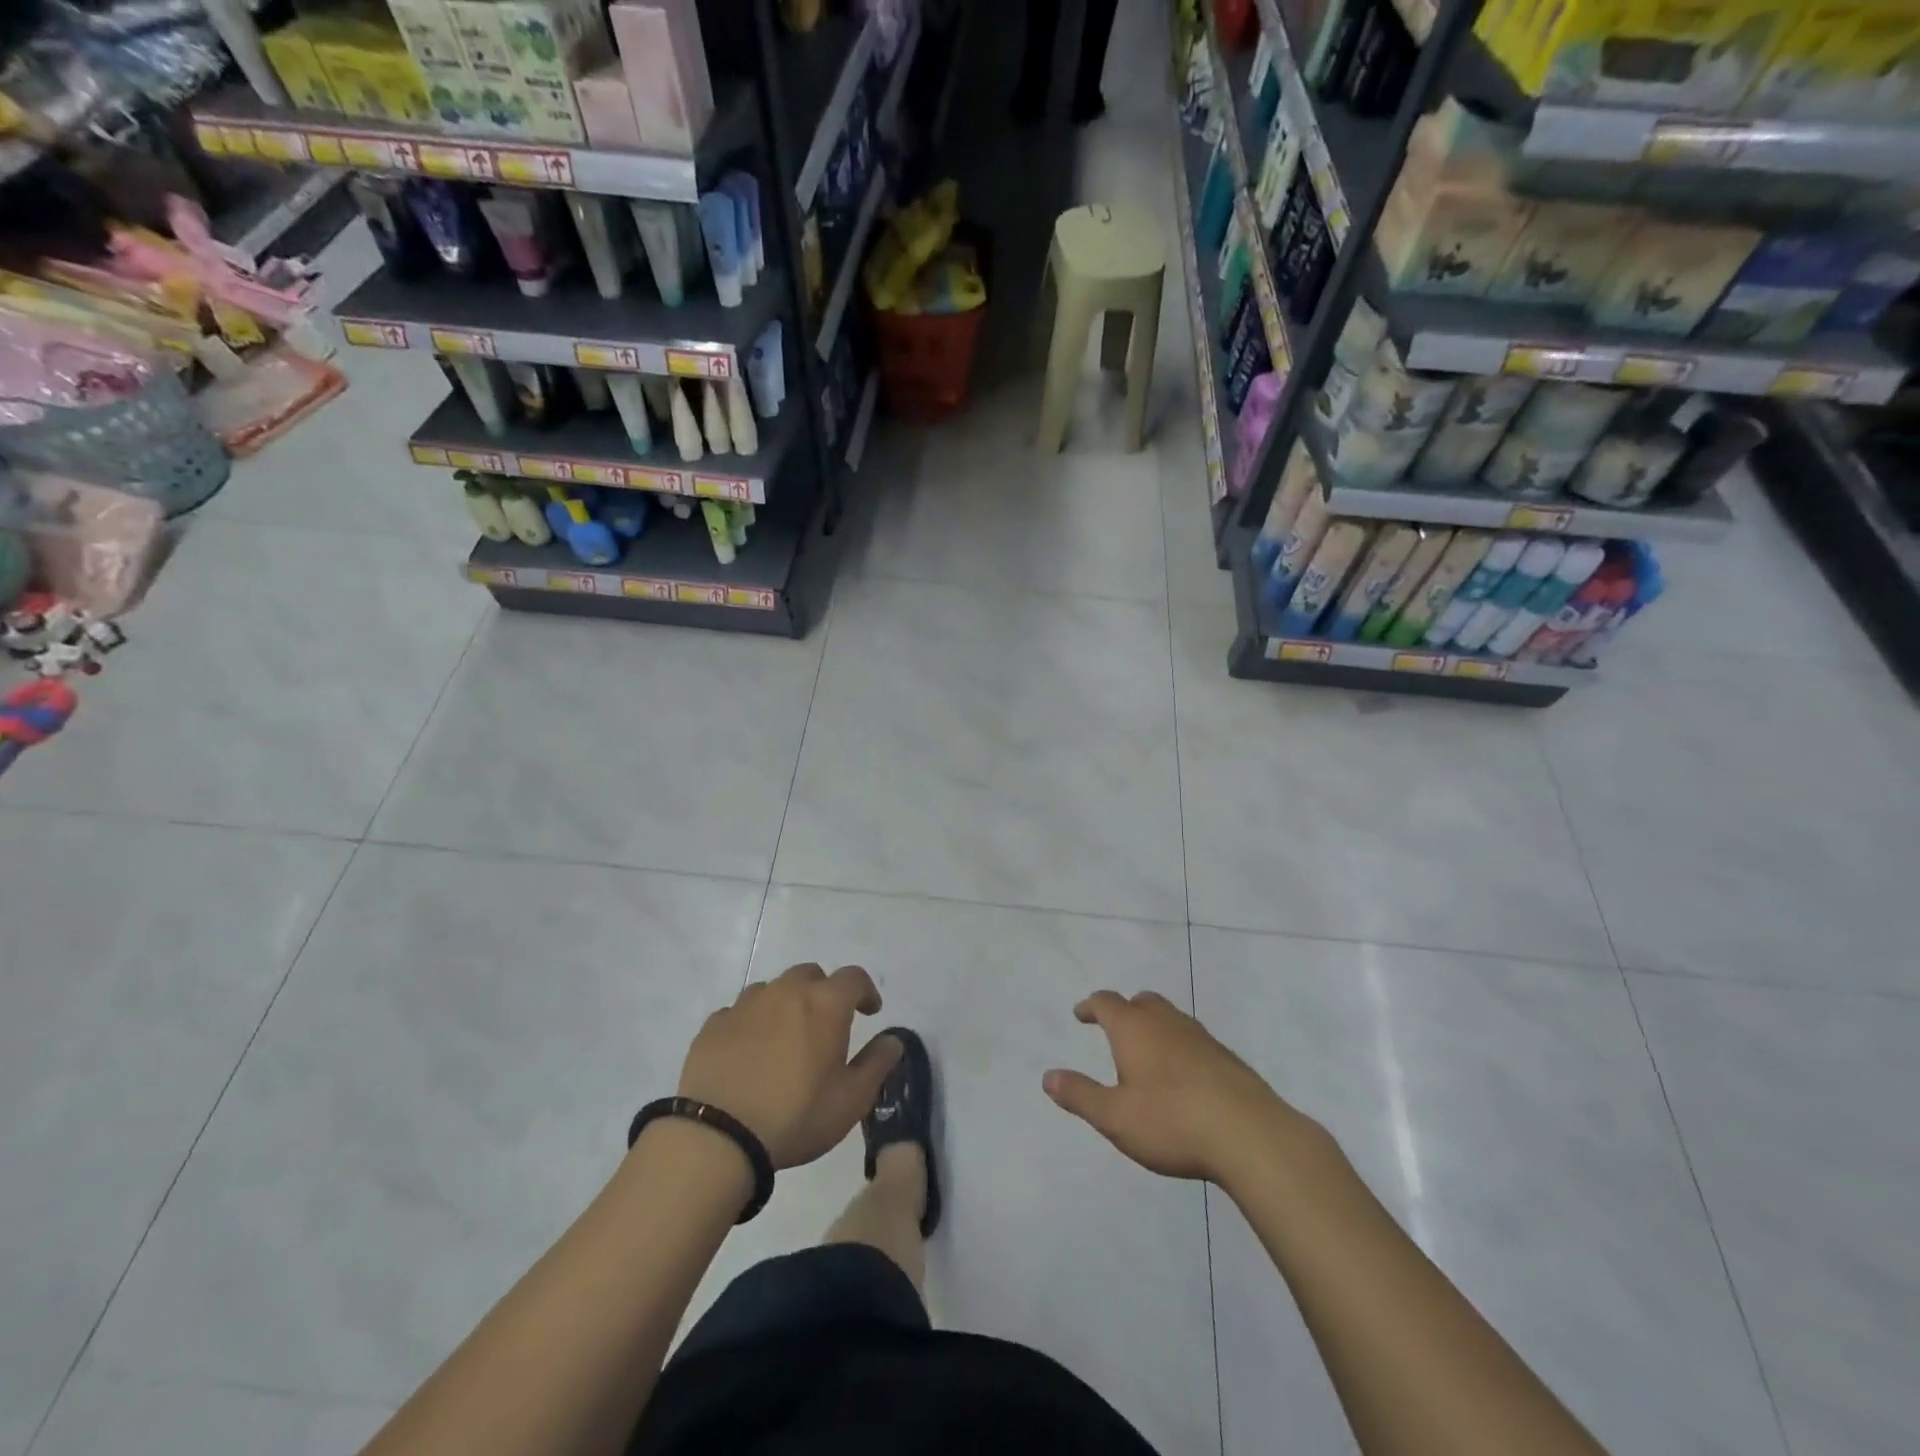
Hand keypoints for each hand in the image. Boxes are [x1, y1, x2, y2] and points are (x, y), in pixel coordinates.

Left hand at [676, 963, 900, 1168]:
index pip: (854, 978)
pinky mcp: (714, 1024)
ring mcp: (746, 1004)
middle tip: (826, 1025)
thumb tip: (893, 1040)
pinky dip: (751, 1023)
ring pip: (773, 989)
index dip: (866, 991)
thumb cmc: (796, 1116)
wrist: (718, 1137)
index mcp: (825, 1003)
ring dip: (785, 1005)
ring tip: (785, 1039)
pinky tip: (749, 1053)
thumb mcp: (851, 1100)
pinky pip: (740, 1012)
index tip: (869, 1012)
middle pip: (810, 975)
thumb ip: (877, 1064)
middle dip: (823, 992)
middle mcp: (786, 992)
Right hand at [1044, 991, 1308, 1183]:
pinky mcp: (1227, 1058)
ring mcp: (1201, 1038)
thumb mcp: (1115, 1117)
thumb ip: (1080, 1095)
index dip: (1091, 1006)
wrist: (1250, 1135)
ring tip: (1147, 1052)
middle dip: (1125, 1010)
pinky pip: (1194, 1040)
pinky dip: (1180, 1046)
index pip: (1106, 1002)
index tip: (1081, 1014)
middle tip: (1114, 1027)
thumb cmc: (1172, 1122)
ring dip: (1155, 1026)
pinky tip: (1183, 1075)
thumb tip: (1047, 1077)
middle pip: (1142, 1001)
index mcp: (1134, 1029)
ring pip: (1171, 1018)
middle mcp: (1167, 1022)